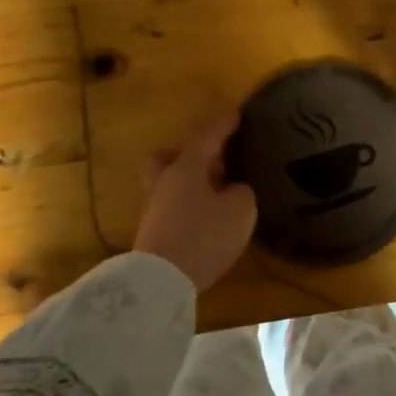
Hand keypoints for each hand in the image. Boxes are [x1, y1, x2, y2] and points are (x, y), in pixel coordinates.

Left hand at [133, 110, 257, 291]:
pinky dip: (189, 204)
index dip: (222, 124)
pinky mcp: (154, 232)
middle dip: (188, 153)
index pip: (205, 136)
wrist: (162, 280)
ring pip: (169, 182)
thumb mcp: (240, 210)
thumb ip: (241, 193)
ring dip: (190, 181)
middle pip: (169, 156)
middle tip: (213, 160)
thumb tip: (233, 190)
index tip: (235, 115)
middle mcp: (165, 181)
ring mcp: (155, 208)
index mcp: (187, 167)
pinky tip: (207, 216)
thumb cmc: (204, 236)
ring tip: (217, 192)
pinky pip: (173, 205)